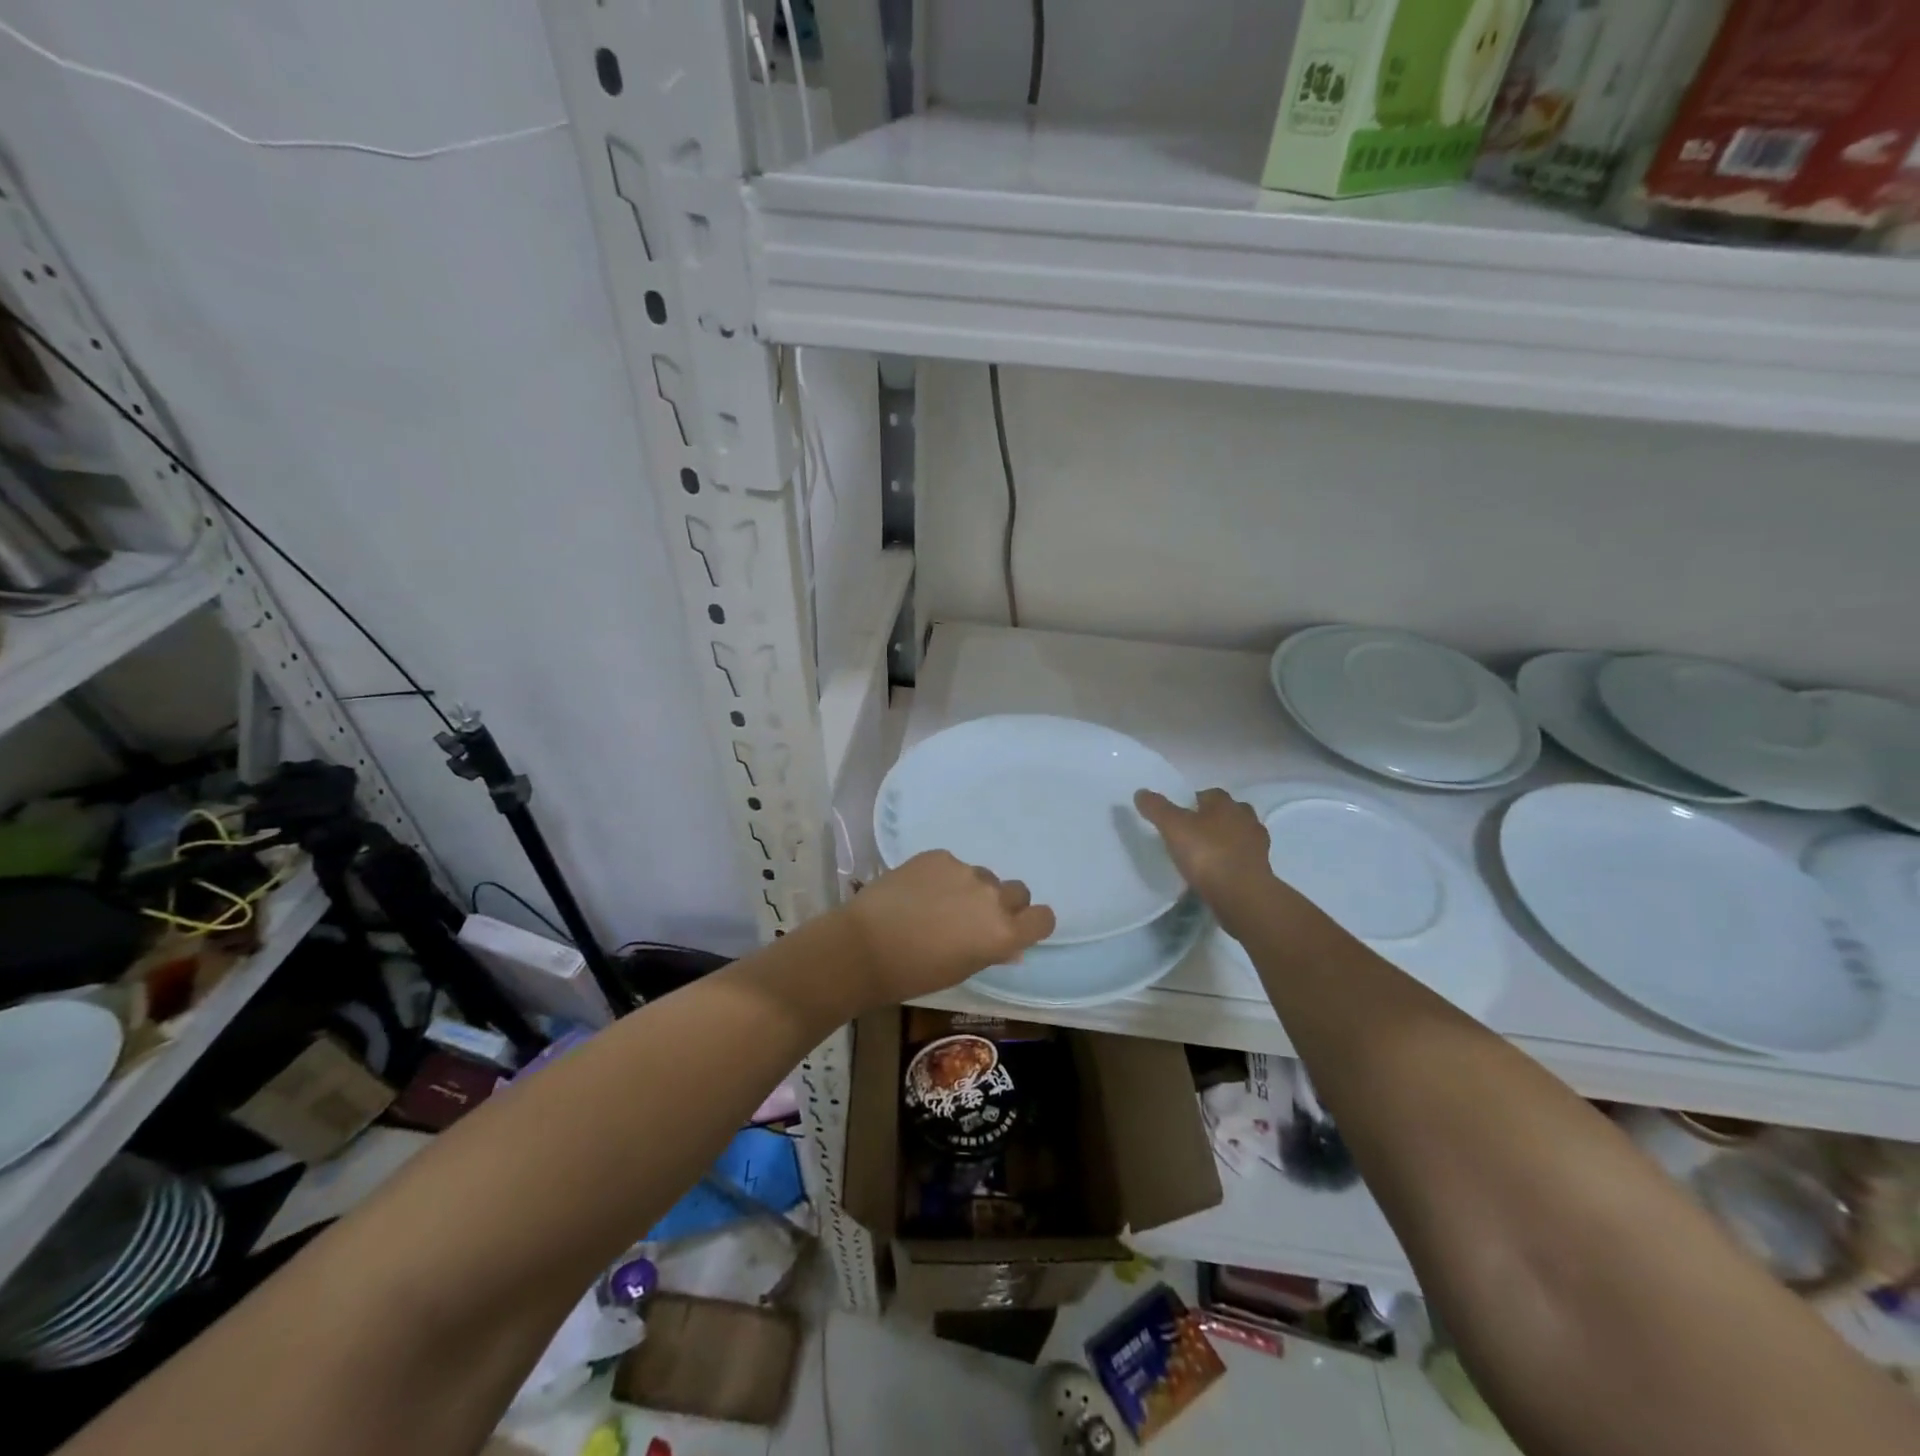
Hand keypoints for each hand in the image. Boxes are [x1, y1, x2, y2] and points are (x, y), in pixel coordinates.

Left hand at [841, 851, 1055, 1007]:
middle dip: (1002, 904)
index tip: (1016, 929)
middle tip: (973, 919)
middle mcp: (992, 897)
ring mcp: (964, 871)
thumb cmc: (914, 973)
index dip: (1032, 923)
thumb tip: (1010, 946)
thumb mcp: (961, 971)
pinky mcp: (938, 856)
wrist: (863, 946)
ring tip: (937, 906)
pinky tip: (917, 893)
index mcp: (1003, 932)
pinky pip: (952, 865)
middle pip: (1017, 892)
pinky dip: (942, 877)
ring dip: (970, 889)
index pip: (1043, 917)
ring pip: (982, 877)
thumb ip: (992, 951)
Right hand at [1135, 787, 1283, 932]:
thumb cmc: (1207, 854)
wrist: (1242, 894)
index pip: (1210, 794)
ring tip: (1206, 853)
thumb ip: (1157, 809)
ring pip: (1239, 835)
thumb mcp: (1173, 827)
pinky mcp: (1261, 868)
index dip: (1194, 801)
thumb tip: (1141, 792)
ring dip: (1226, 840)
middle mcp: (1245, 818)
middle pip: (1228, 812)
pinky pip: (1244, 858)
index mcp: (1225, 804)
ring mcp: (1257, 844)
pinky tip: (1218, 872)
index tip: (1180, 814)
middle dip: (1214, 819)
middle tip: (1193, 832)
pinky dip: (1233, 861)